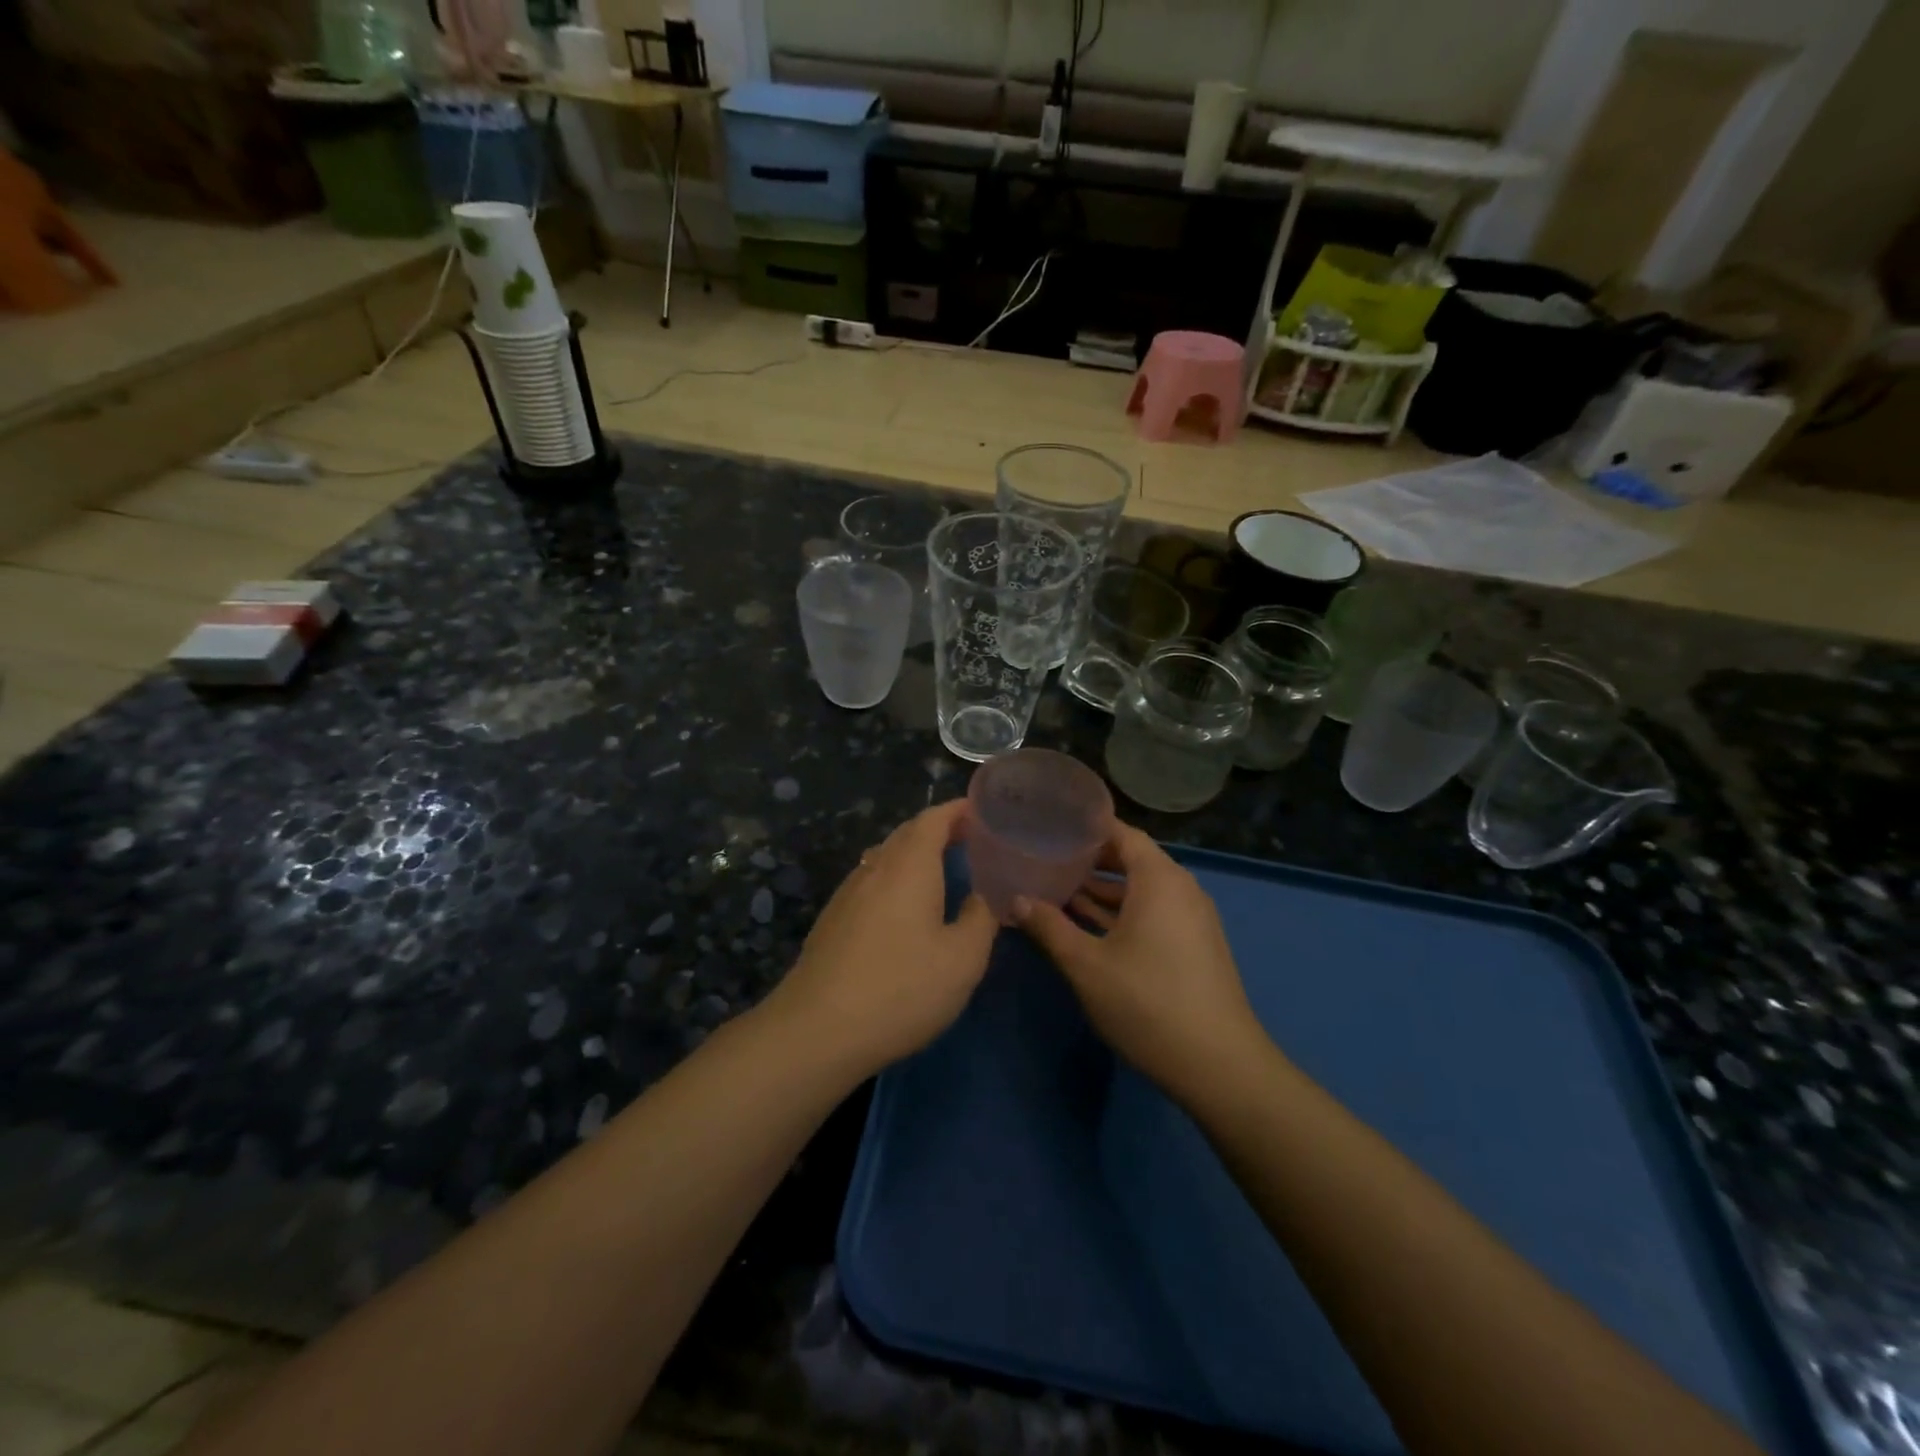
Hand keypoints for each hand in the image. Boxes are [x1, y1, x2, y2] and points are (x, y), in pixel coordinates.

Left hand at [768, 800, 997, 1078]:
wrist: (816, 1030)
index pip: (933, 819)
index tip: (983, 811)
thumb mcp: (962, 959)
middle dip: (939, 829)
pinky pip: (870, 881)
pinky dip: (895, 878)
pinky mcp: (832, 920)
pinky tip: (903, 907)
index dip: (958, 810)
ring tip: (942, 869)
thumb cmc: (900, 989)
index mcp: (909, 866)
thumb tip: (983, 896)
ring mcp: (847, 894)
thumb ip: (981, 919)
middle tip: (971, 840)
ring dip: (914, 854)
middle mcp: (875, 869)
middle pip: (907, 833)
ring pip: (885, 857)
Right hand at [1013, 824, 1265, 1104]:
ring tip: (1059, 890)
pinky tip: (1089, 925)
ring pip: (1142, 889)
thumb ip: (1049, 927)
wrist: (1219, 1065)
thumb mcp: (1086, 964)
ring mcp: (1192, 918)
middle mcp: (1181, 889)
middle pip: (1132, 859)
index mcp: (1159, 879)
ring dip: (1104, 889)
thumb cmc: (1147, 1003)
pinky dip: (1123, 911)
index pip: (1121, 833)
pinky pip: (1154, 911)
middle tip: (1047, 858)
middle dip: (1090, 860)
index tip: (1051, 825)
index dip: (1087, 828)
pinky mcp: (1195, 944)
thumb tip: (1015, 900)